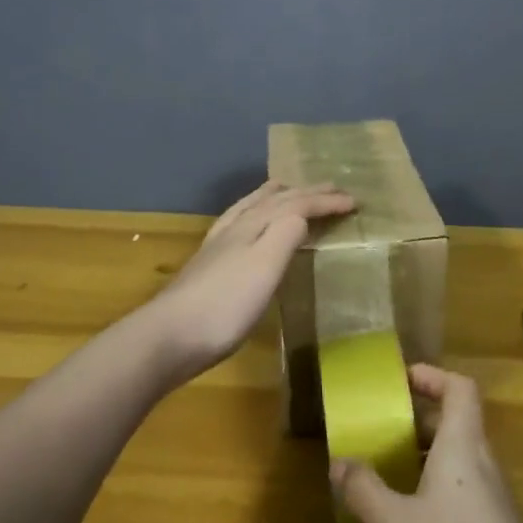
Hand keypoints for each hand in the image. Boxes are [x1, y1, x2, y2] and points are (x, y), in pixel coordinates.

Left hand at [143, 181, 354, 379]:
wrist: (169, 336)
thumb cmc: (226, 304)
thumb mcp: (265, 266)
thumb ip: (286, 233)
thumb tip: (302, 213)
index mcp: (255, 225)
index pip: (296, 204)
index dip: (325, 201)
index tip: (354, 202)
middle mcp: (236, 227)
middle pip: (275, 201)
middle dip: (306, 192)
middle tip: (331, 187)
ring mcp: (218, 246)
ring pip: (250, 208)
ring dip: (274, 195)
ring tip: (285, 186)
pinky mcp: (207, 264)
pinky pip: (236, 223)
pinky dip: (250, 213)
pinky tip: (244, 224)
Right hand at [333, 365, 522, 522]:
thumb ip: (365, 490)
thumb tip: (339, 462)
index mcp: (464, 446)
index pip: (460, 388)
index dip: (433, 376)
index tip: (400, 381)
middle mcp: (485, 465)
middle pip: (457, 422)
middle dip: (419, 420)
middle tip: (381, 429)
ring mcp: (496, 503)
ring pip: (460, 461)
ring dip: (426, 458)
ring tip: (387, 474)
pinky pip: (465, 493)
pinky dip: (436, 491)